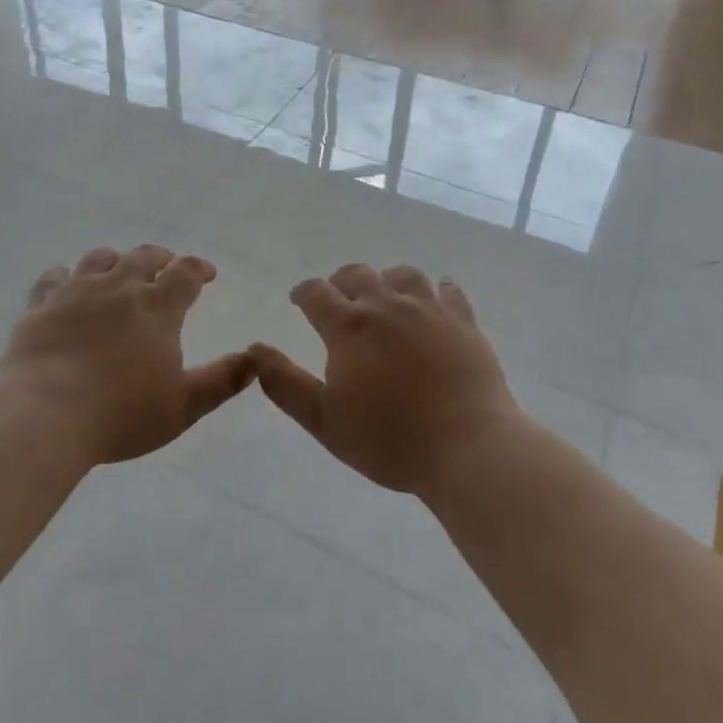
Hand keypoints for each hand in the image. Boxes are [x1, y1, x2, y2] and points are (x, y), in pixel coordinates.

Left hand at [0, 245, 253, 464]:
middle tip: (166, 264)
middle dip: (160, 257)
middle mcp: (119, 288)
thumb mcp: (183, 406)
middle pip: (143, 257)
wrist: (45, 414)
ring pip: (100, 258)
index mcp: (157, 308)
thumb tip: (256, 359)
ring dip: (116, 260)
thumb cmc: (121, 414)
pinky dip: (66, 275)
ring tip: (120, 269)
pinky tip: (67, 284)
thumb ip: (222, 380)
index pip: (185, 273)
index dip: (199, 268)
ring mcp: (76, 291)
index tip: (206, 273)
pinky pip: (54, 276)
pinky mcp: (41, 305)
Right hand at [250, 265, 523, 496]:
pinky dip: (437, 291)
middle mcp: (387, 306)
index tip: (299, 300)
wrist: (468, 447)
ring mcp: (429, 310)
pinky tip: (436, 301)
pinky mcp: (464, 322)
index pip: (317, 293)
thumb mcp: (324, 420)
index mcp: (349, 327)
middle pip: (358, 275)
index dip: (303, 292)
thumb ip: (285, 383)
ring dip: (387, 281)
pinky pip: (449, 291)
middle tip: (339, 299)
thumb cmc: (389, 439)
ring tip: (386, 298)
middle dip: (342, 282)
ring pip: (403, 275)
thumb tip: (254, 349)